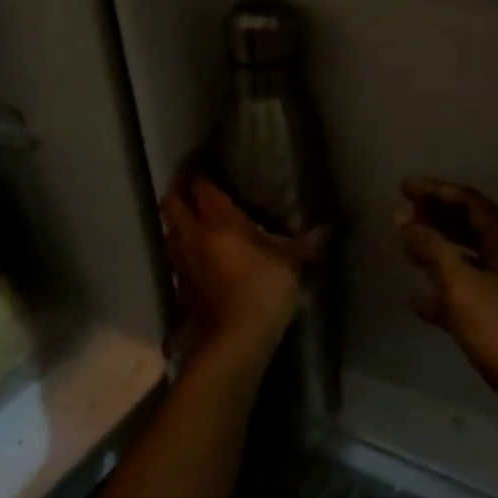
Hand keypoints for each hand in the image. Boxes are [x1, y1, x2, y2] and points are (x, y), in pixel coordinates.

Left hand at [160, 163, 322, 370]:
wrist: (234, 339)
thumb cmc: (263, 289)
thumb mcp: (290, 263)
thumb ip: (305, 244)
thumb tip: (328, 229)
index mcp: (218, 221)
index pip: (200, 186)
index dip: (199, 169)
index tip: (204, 158)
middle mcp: (192, 235)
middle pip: (172, 202)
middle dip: (179, 189)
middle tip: (194, 183)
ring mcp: (181, 261)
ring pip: (169, 228)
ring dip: (177, 218)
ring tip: (193, 215)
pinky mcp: (179, 285)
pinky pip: (175, 254)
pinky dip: (182, 246)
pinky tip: (198, 251)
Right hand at [395, 178, 497, 469]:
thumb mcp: (464, 288)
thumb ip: (433, 250)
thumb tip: (405, 220)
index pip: (472, 204)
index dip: (438, 191)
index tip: (404, 186)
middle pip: (472, 229)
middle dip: (437, 218)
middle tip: (401, 213)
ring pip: (469, 263)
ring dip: (438, 252)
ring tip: (406, 248)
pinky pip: (468, 299)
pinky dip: (443, 293)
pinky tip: (418, 300)